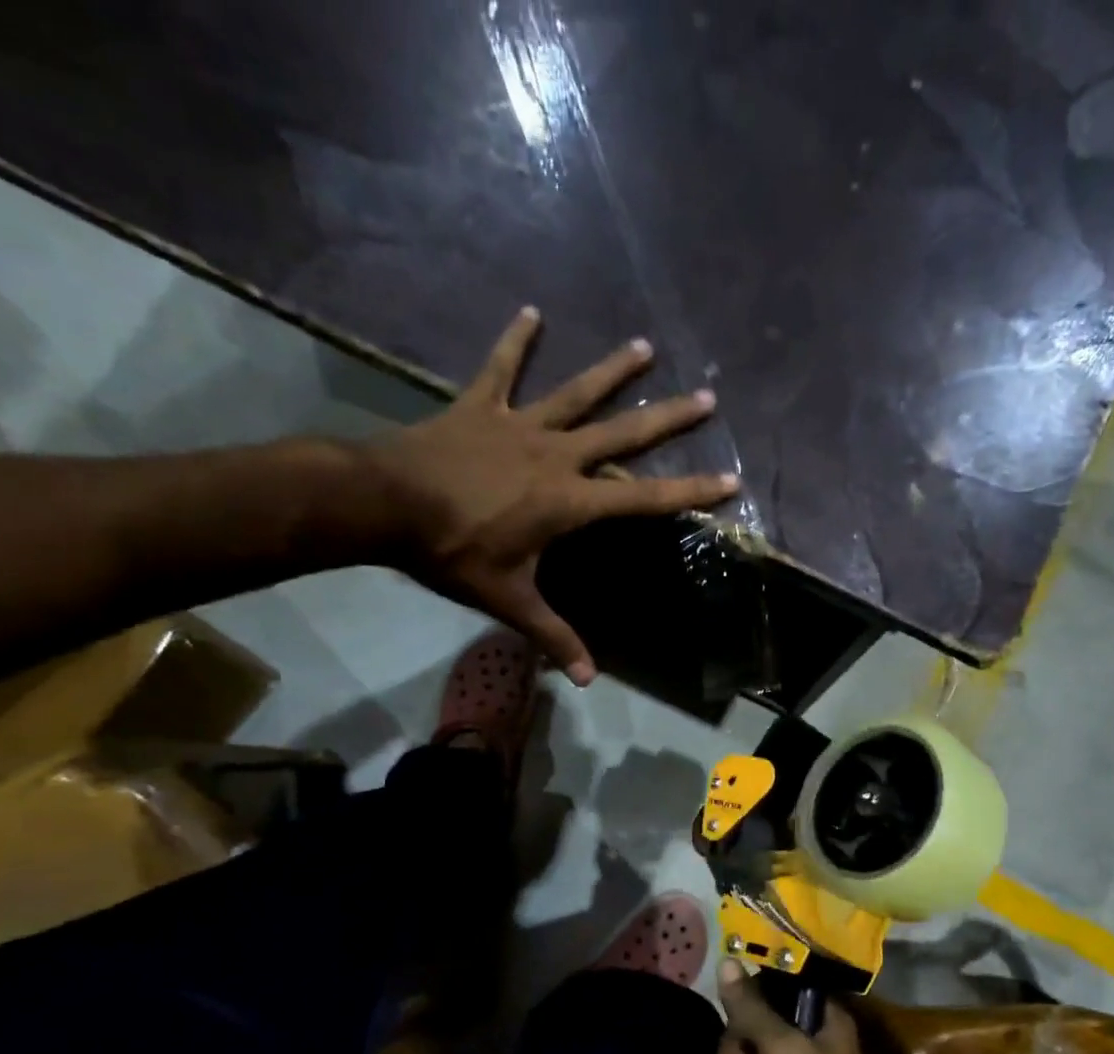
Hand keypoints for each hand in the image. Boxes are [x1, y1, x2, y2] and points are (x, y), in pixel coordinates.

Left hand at [362, 307, 738, 684]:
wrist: (383, 505)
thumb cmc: (453, 553)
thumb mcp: (508, 600)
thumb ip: (552, 636)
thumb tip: (585, 681)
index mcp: (569, 501)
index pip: (644, 499)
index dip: (690, 491)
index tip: (730, 479)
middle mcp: (556, 455)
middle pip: (623, 434)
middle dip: (668, 419)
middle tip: (708, 398)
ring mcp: (518, 425)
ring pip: (575, 393)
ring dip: (612, 371)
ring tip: (645, 347)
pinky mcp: (480, 407)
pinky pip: (501, 368)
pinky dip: (515, 341)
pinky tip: (532, 312)